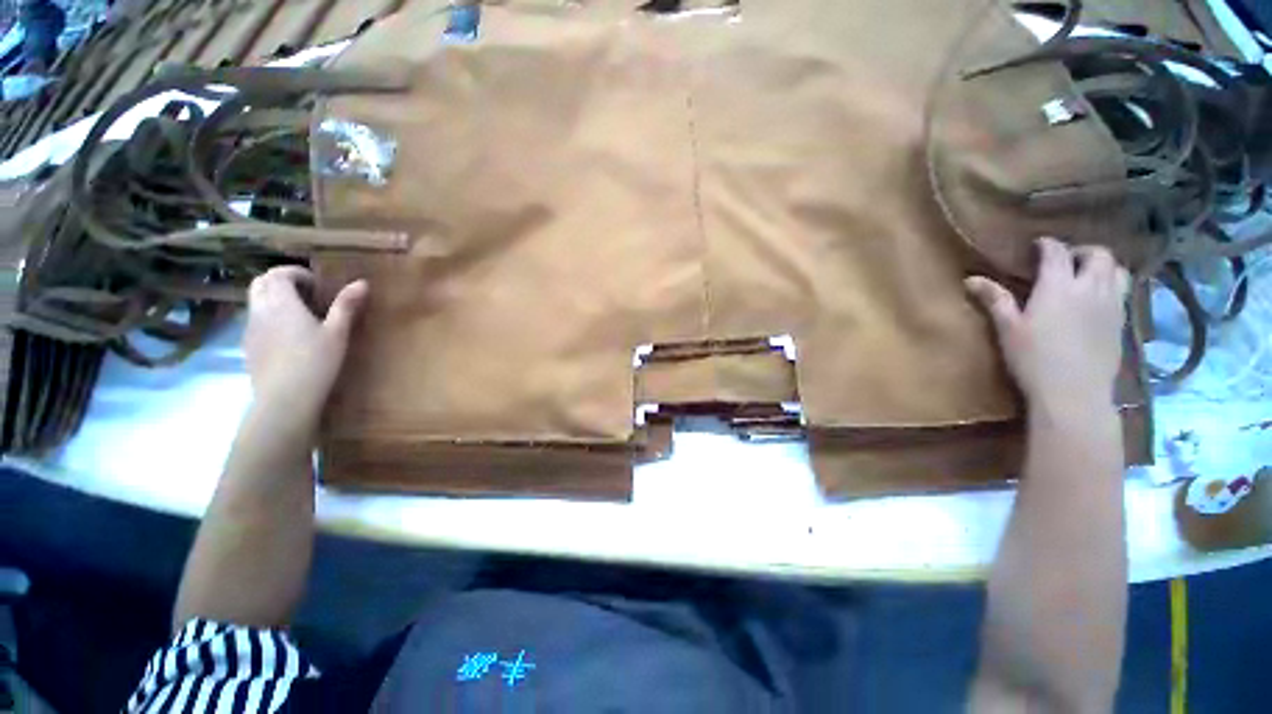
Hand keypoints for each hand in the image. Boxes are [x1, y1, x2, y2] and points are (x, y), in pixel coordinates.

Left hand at [244, 266, 367, 413]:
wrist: (284, 398)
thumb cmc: (315, 361)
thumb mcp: (337, 333)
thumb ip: (346, 306)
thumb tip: (362, 282)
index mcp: (281, 302)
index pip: (278, 273)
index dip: (296, 273)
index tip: (317, 284)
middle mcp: (260, 310)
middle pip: (261, 283)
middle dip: (280, 281)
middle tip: (306, 293)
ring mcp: (250, 328)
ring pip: (255, 301)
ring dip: (273, 298)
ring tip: (299, 313)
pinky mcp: (248, 346)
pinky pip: (255, 321)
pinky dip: (269, 317)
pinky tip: (287, 335)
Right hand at [965, 238, 1129, 416]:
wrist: (1074, 393)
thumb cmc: (1034, 359)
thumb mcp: (1008, 329)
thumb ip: (995, 300)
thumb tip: (970, 279)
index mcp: (1059, 287)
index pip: (1057, 253)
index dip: (1047, 245)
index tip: (1037, 245)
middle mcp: (1091, 288)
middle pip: (1099, 254)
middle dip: (1083, 251)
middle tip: (1066, 260)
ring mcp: (1112, 305)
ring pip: (1118, 270)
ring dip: (1104, 266)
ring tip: (1087, 276)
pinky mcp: (1122, 323)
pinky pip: (1124, 292)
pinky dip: (1112, 285)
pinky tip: (1097, 299)